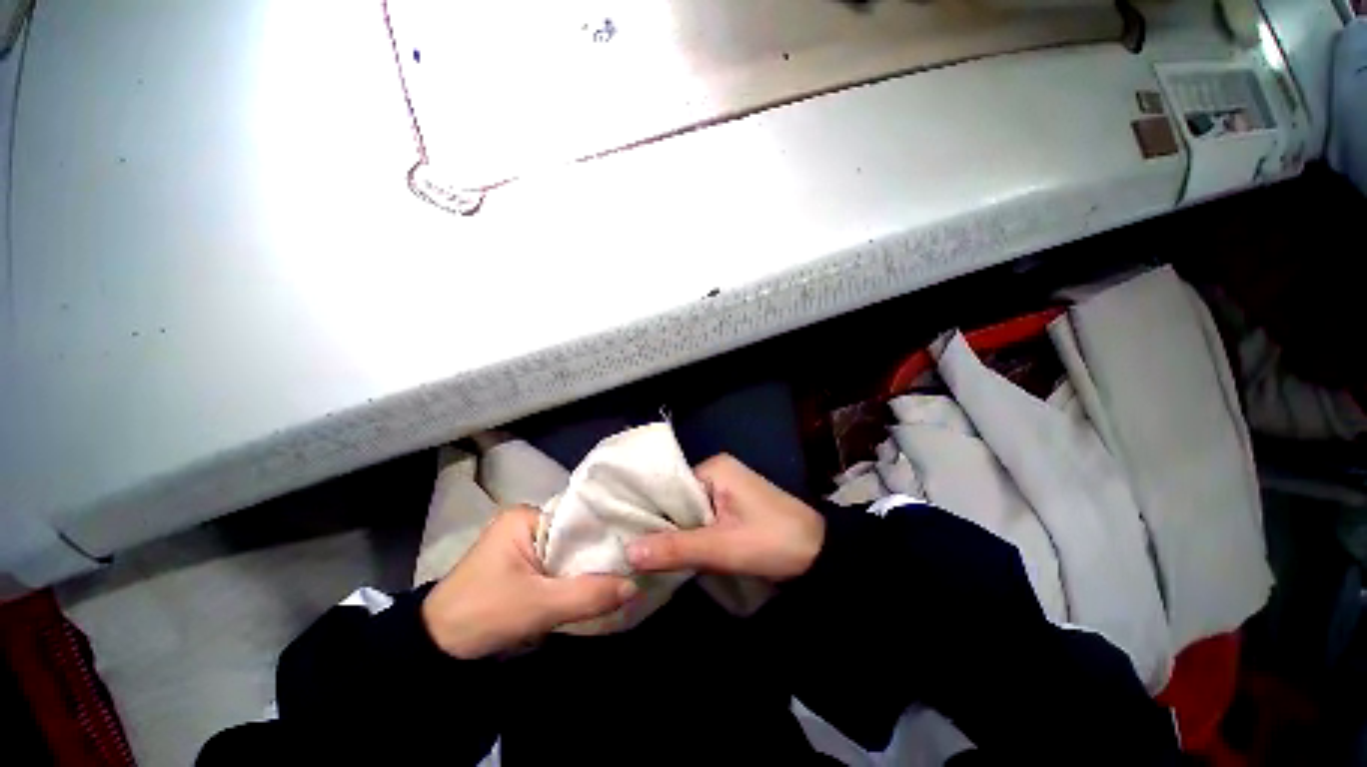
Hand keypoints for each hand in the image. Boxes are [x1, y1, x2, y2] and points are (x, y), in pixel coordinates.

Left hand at [422, 507, 637, 658]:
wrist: (434, 652)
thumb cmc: (482, 615)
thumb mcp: (538, 606)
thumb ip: (588, 595)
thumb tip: (636, 586)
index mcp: (526, 516)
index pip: (578, 515)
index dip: (606, 530)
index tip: (634, 543)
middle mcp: (527, 523)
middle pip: (575, 534)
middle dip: (598, 551)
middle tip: (632, 562)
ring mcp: (524, 545)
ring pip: (568, 552)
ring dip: (587, 567)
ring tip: (622, 572)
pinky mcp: (522, 567)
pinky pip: (558, 567)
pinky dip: (574, 578)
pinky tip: (595, 586)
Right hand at [627, 454, 824, 581]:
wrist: (821, 554)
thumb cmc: (773, 541)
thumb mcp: (721, 547)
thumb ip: (675, 548)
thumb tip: (627, 552)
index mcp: (714, 468)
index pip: (668, 487)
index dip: (648, 512)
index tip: (625, 536)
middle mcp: (718, 472)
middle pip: (678, 499)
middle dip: (662, 525)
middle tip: (632, 552)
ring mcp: (727, 489)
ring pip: (690, 511)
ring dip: (677, 532)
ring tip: (647, 555)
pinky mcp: (734, 506)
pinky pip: (704, 518)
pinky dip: (693, 535)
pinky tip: (676, 553)